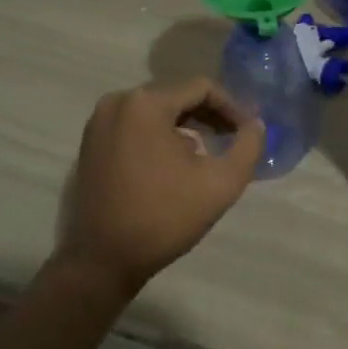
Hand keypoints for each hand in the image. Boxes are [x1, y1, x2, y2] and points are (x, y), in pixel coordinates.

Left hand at [59, 77, 264, 297]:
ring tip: (207, 154)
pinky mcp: (91, 142)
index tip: (248, 132)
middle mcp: (118, 101)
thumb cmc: (163, 218)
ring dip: (186, 126)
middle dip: (209, 116)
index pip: (201, 88)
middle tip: (233, 140)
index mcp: (145, 103)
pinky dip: (160, 136)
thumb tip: (255, 124)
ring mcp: (99, 121)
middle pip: (177, 96)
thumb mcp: (221, 183)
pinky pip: (135, 125)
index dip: (232, 107)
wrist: (103, 260)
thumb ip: (248, 146)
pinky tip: (175, 164)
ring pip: (156, 111)